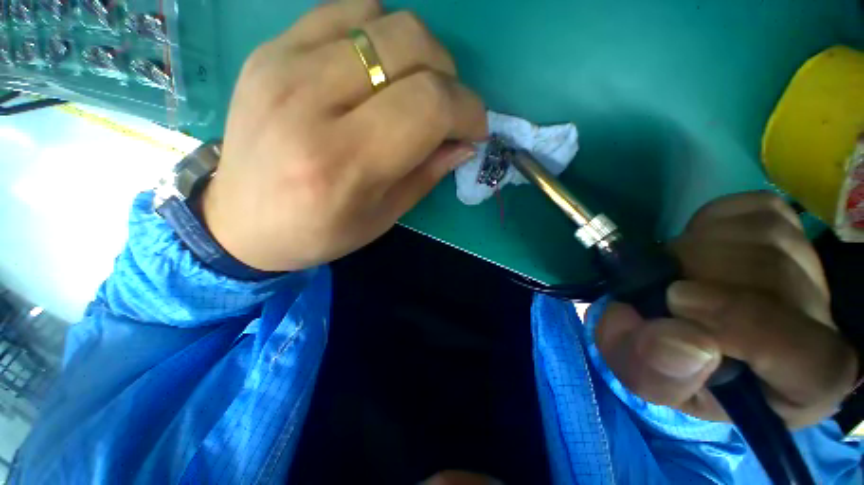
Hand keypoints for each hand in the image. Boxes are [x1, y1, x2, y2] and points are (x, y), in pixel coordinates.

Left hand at [202, 0, 485, 271]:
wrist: (240, 221)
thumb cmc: (318, 232)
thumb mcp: (383, 217)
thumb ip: (427, 174)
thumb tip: (464, 143)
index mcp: (344, 161)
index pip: (429, 104)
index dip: (468, 109)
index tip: (475, 129)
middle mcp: (310, 102)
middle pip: (412, 45)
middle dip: (449, 77)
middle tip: (446, 110)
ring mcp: (283, 64)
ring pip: (383, 19)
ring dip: (417, 54)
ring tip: (411, 90)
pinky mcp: (270, 49)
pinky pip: (344, 12)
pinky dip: (378, 35)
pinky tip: (375, 70)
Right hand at [596, 192, 857, 427]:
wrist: (670, 328)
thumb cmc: (665, 364)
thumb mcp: (646, 378)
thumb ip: (656, 373)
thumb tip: (681, 341)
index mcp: (798, 387)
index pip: (814, 360)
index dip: (746, 323)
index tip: (677, 302)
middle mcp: (819, 326)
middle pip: (779, 276)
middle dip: (702, 273)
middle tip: (661, 286)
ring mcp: (808, 271)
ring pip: (768, 234)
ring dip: (701, 246)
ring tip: (676, 270)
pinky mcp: (785, 231)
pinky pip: (756, 208)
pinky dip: (713, 220)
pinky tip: (697, 245)